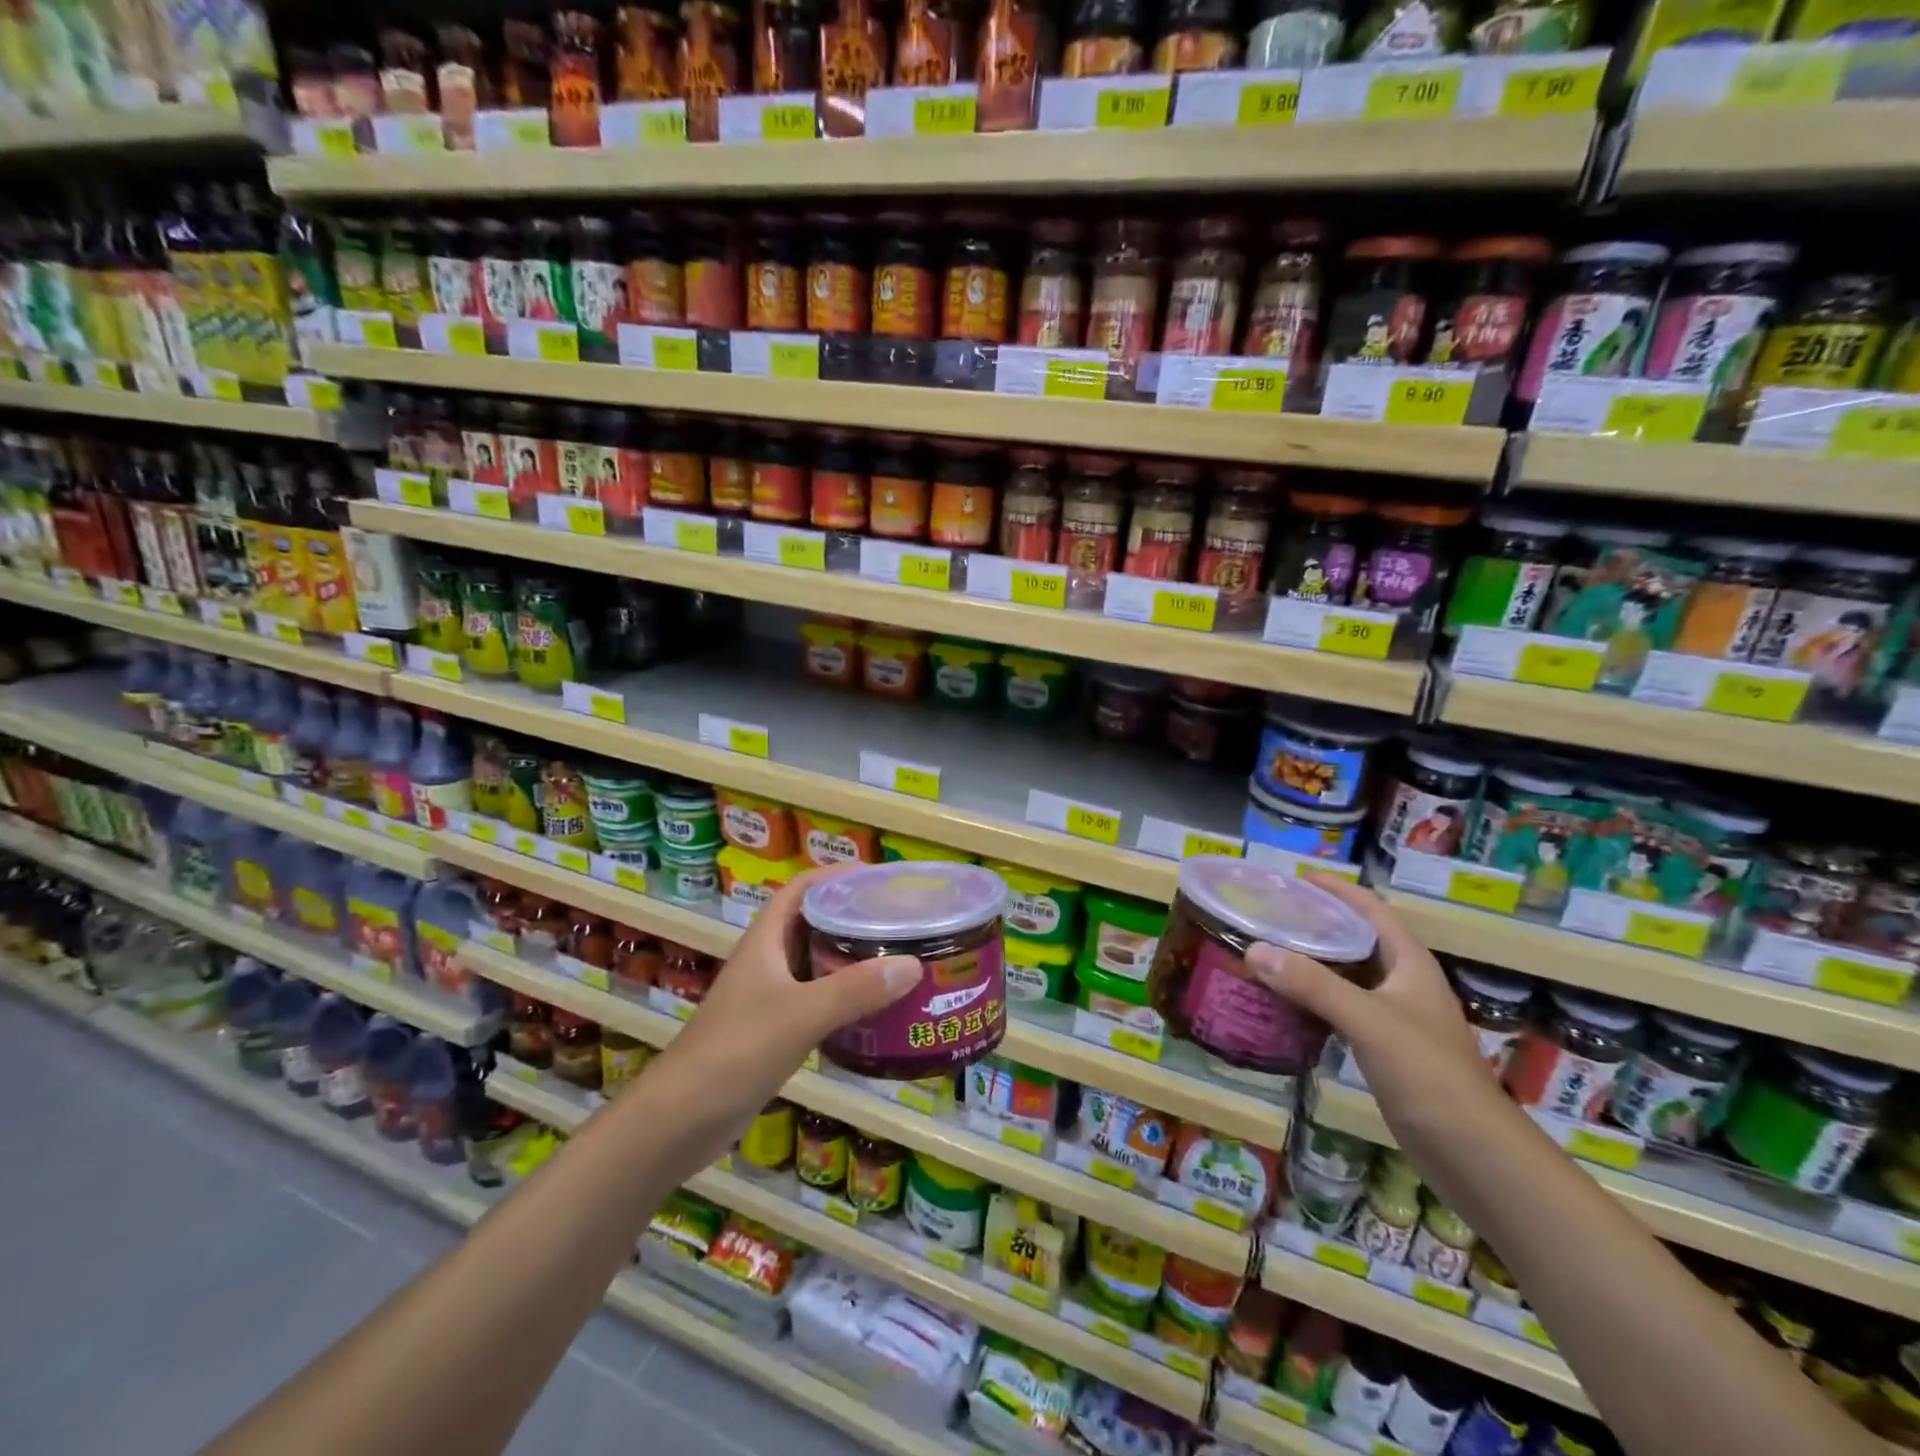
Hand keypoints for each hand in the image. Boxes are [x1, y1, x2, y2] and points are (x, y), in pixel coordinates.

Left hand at [657, 865, 918, 1132]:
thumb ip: (854, 989)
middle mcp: (766, 962)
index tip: (878, 877)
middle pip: (812, 924)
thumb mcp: (799, 1015)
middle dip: (852, 916)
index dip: (835, 876)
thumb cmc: (734, 1052)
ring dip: (850, 959)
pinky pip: (816, 1001)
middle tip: (898, 920)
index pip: (800, 889)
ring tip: (896, 958)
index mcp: (765, 941)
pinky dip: (843, 998)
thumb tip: (913, 964)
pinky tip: (873, 1009)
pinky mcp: (772, 1033)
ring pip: (815, 964)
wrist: (679, 1120)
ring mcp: (768, 999)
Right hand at [1246, 874, 1496, 1130]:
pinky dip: (1314, 998)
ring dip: (1314, 961)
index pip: (1373, 910)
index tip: (1297, 878)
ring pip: (1349, 975)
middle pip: (1358, 939)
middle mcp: (1404, 983)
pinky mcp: (1385, 1048)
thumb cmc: (1427, 1073)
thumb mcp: (1368, 1021)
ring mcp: (1396, 1018)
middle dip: (1319, 922)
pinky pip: (1343, 1007)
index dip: (1339, 890)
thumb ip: (1312, 984)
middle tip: (1272, 913)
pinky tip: (1287, 1002)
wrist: (1472, 1152)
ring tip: (1271, 950)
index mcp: (1410, 964)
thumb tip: (1254, 949)